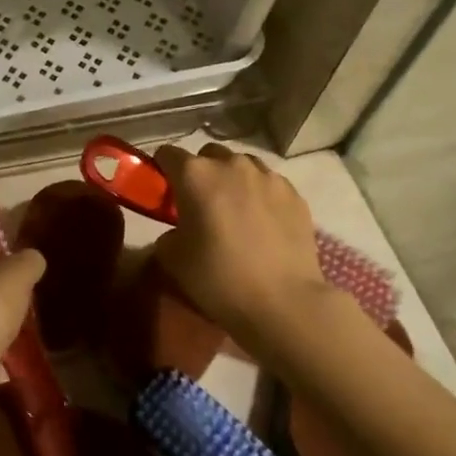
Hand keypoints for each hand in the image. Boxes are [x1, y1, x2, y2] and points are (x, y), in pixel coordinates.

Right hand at [151, 144, 326, 333]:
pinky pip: (269, 184)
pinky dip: (260, 195)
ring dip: (232, 180)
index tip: (163, 191)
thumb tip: (177, 232)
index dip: (161, 170)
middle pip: (208, 155)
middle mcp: (231, 164)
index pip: (167, 154)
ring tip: (235, 210)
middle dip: (200, 172)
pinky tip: (263, 222)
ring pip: (242, 165)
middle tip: (199, 203)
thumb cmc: (219, 278)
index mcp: (195, 175)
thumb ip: (168, 234)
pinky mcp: (295, 194)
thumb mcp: (173, 260)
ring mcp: (268, 176)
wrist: (283, 302)